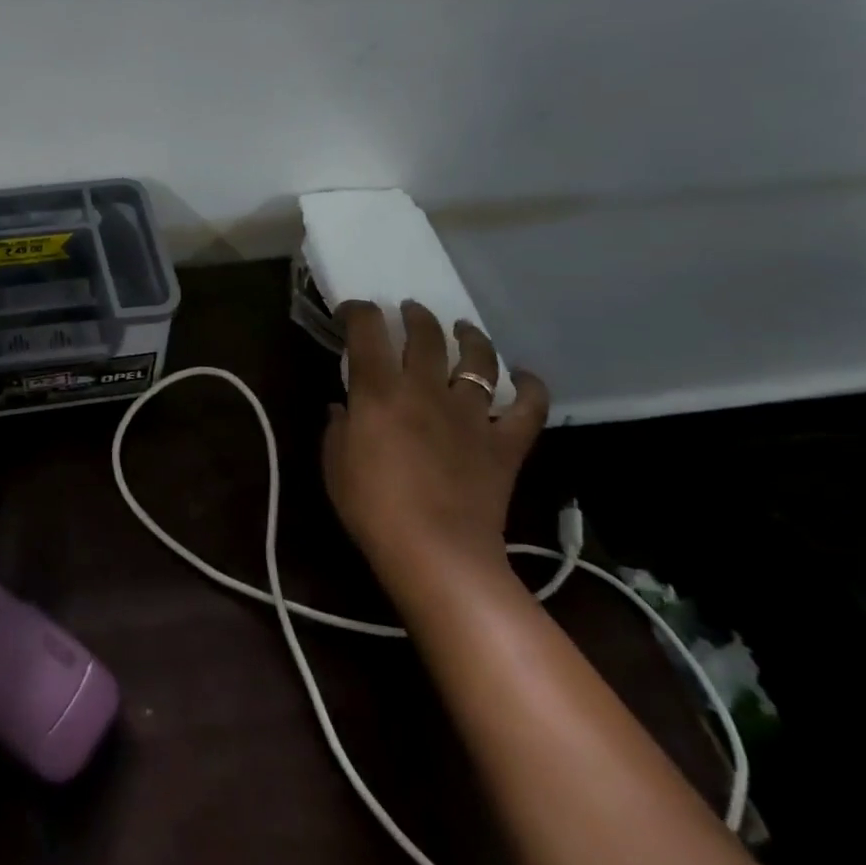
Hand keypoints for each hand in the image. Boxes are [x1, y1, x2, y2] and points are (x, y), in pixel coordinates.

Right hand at [323, 300, 548, 589]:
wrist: (437, 553)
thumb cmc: (373, 508)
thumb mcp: (335, 465)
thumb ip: (337, 428)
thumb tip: (341, 408)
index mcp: (379, 391)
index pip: (367, 331)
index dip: (358, 312)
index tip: (352, 311)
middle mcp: (426, 390)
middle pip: (426, 336)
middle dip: (416, 316)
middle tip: (410, 311)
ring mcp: (470, 414)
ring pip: (478, 360)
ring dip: (471, 337)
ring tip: (463, 329)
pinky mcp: (504, 443)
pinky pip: (527, 408)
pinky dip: (529, 388)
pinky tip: (524, 378)